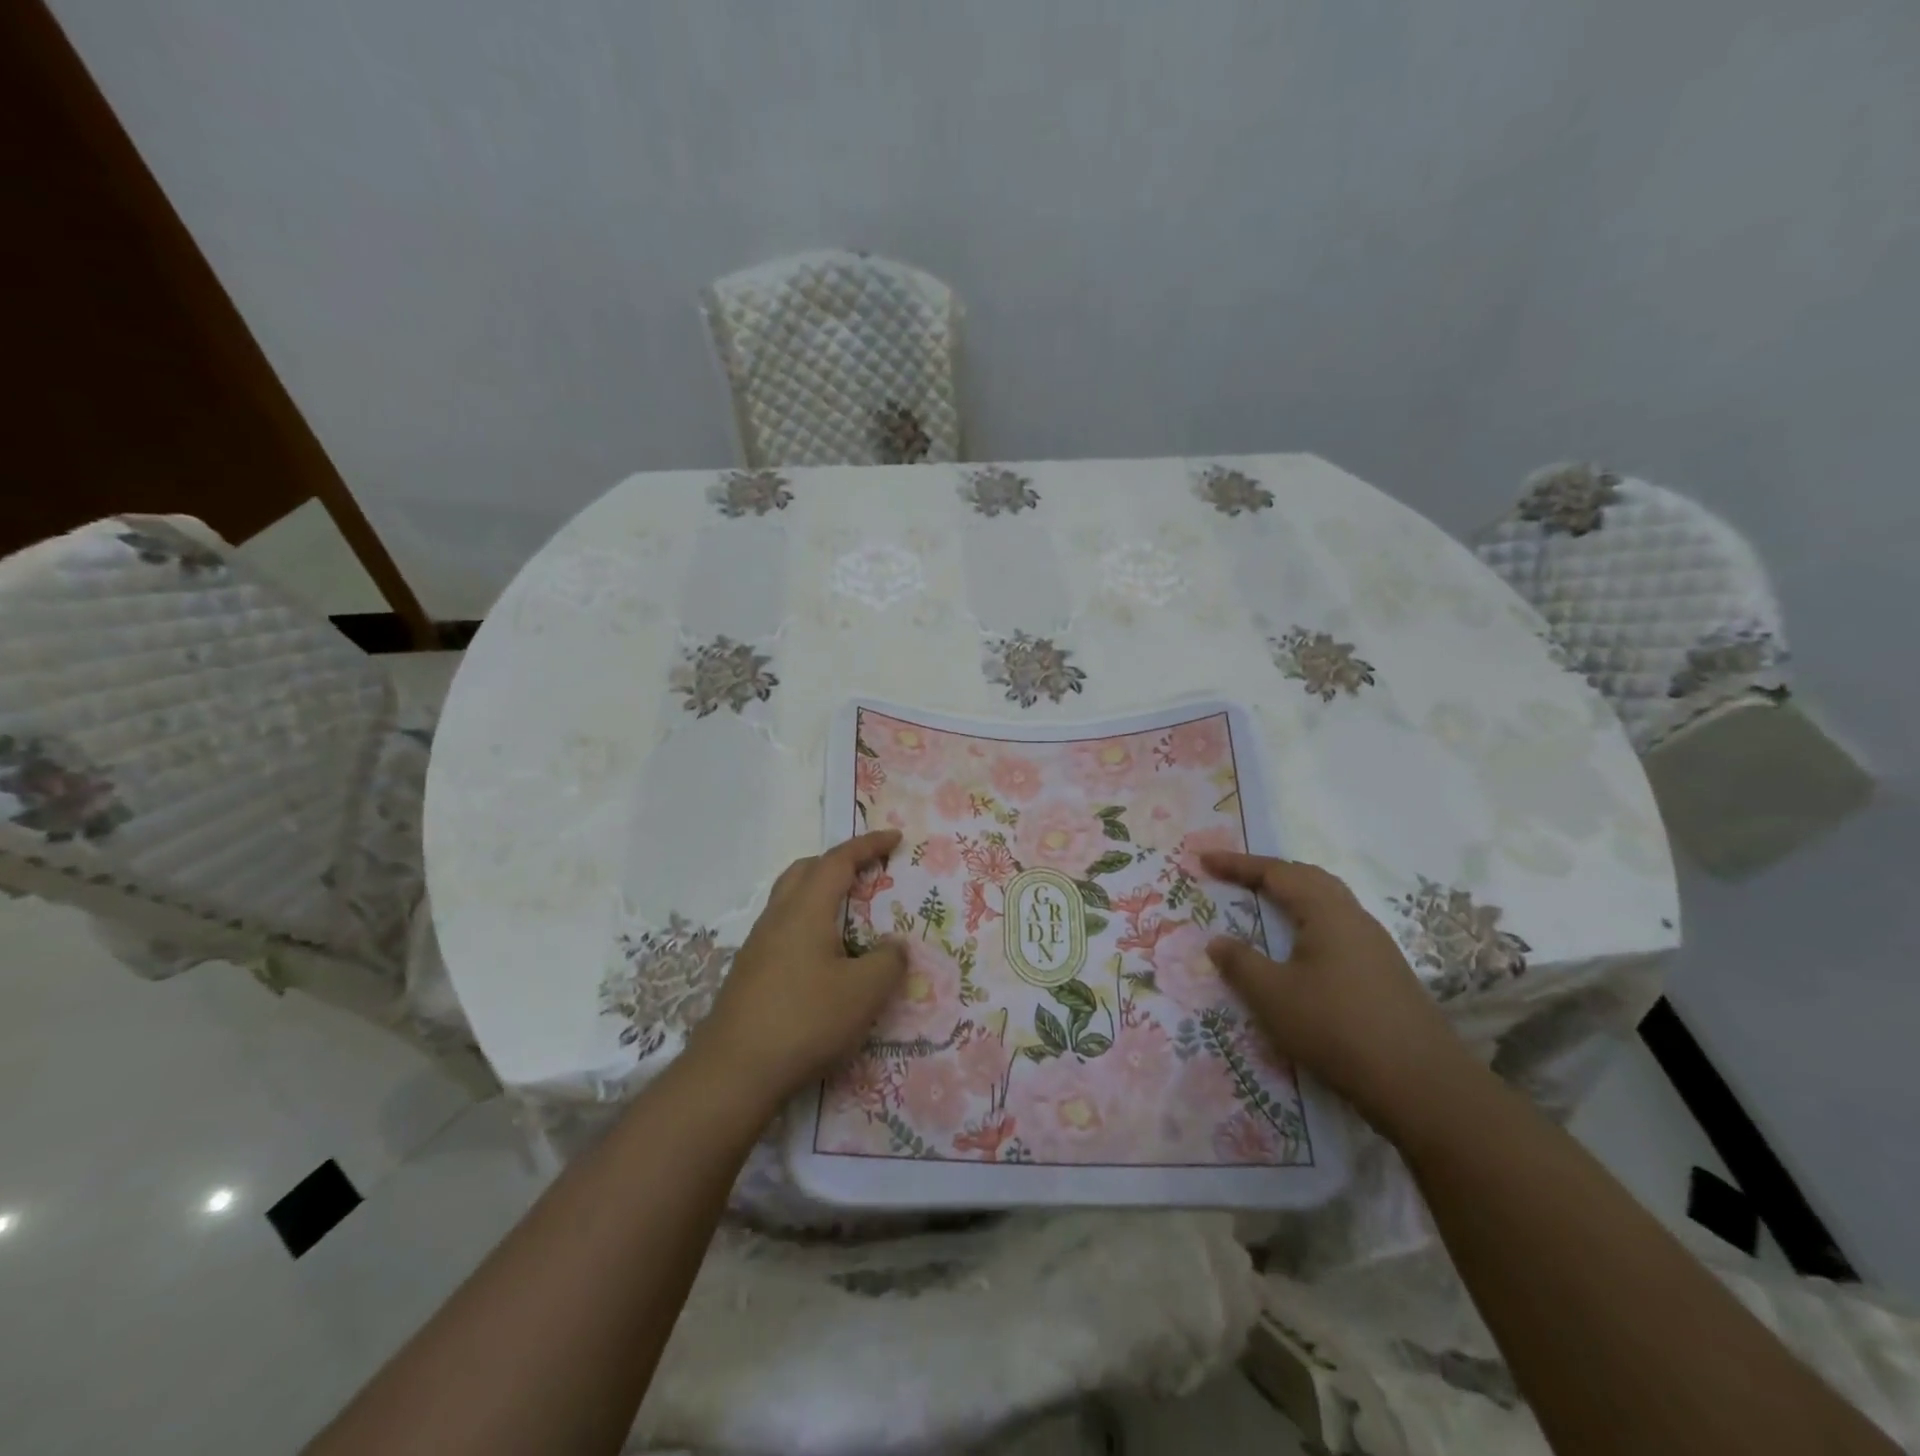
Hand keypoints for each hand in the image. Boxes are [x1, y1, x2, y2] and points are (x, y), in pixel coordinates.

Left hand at [691, 829, 908, 1107]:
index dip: (868, 845)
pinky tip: (824, 959)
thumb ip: (888, 961)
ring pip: (791, 900)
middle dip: (838, 863)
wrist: (733, 1072)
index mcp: (806, 909)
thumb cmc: (805, 1020)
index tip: (894, 838)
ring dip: (821, 894)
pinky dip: (810, 925)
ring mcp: (758, 946)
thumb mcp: (864, 992)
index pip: (838, 860)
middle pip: (806, 870)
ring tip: (850, 917)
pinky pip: (785, 930)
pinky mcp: (750, 973)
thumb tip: (893, 946)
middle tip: (868, 872)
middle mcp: (778, 917)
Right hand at [1201, 852, 1477, 1137]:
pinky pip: (1338, 930)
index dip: (1238, 864)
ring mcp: (1376, 947)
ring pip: (1328, 904)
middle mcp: (1355, 919)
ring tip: (1263, 905)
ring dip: (1292, 897)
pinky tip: (1300, 951)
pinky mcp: (1385, 974)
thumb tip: (1217, 941)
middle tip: (1234, 877)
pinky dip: (1308, 923)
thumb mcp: (1273, 996)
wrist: (1422, 1086)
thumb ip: (1240, 963)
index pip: (1276, 873)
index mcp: (1327, 912)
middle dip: (1269, 873)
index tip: (1204, 859)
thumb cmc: (1337, 1028)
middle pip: (1308, 879)